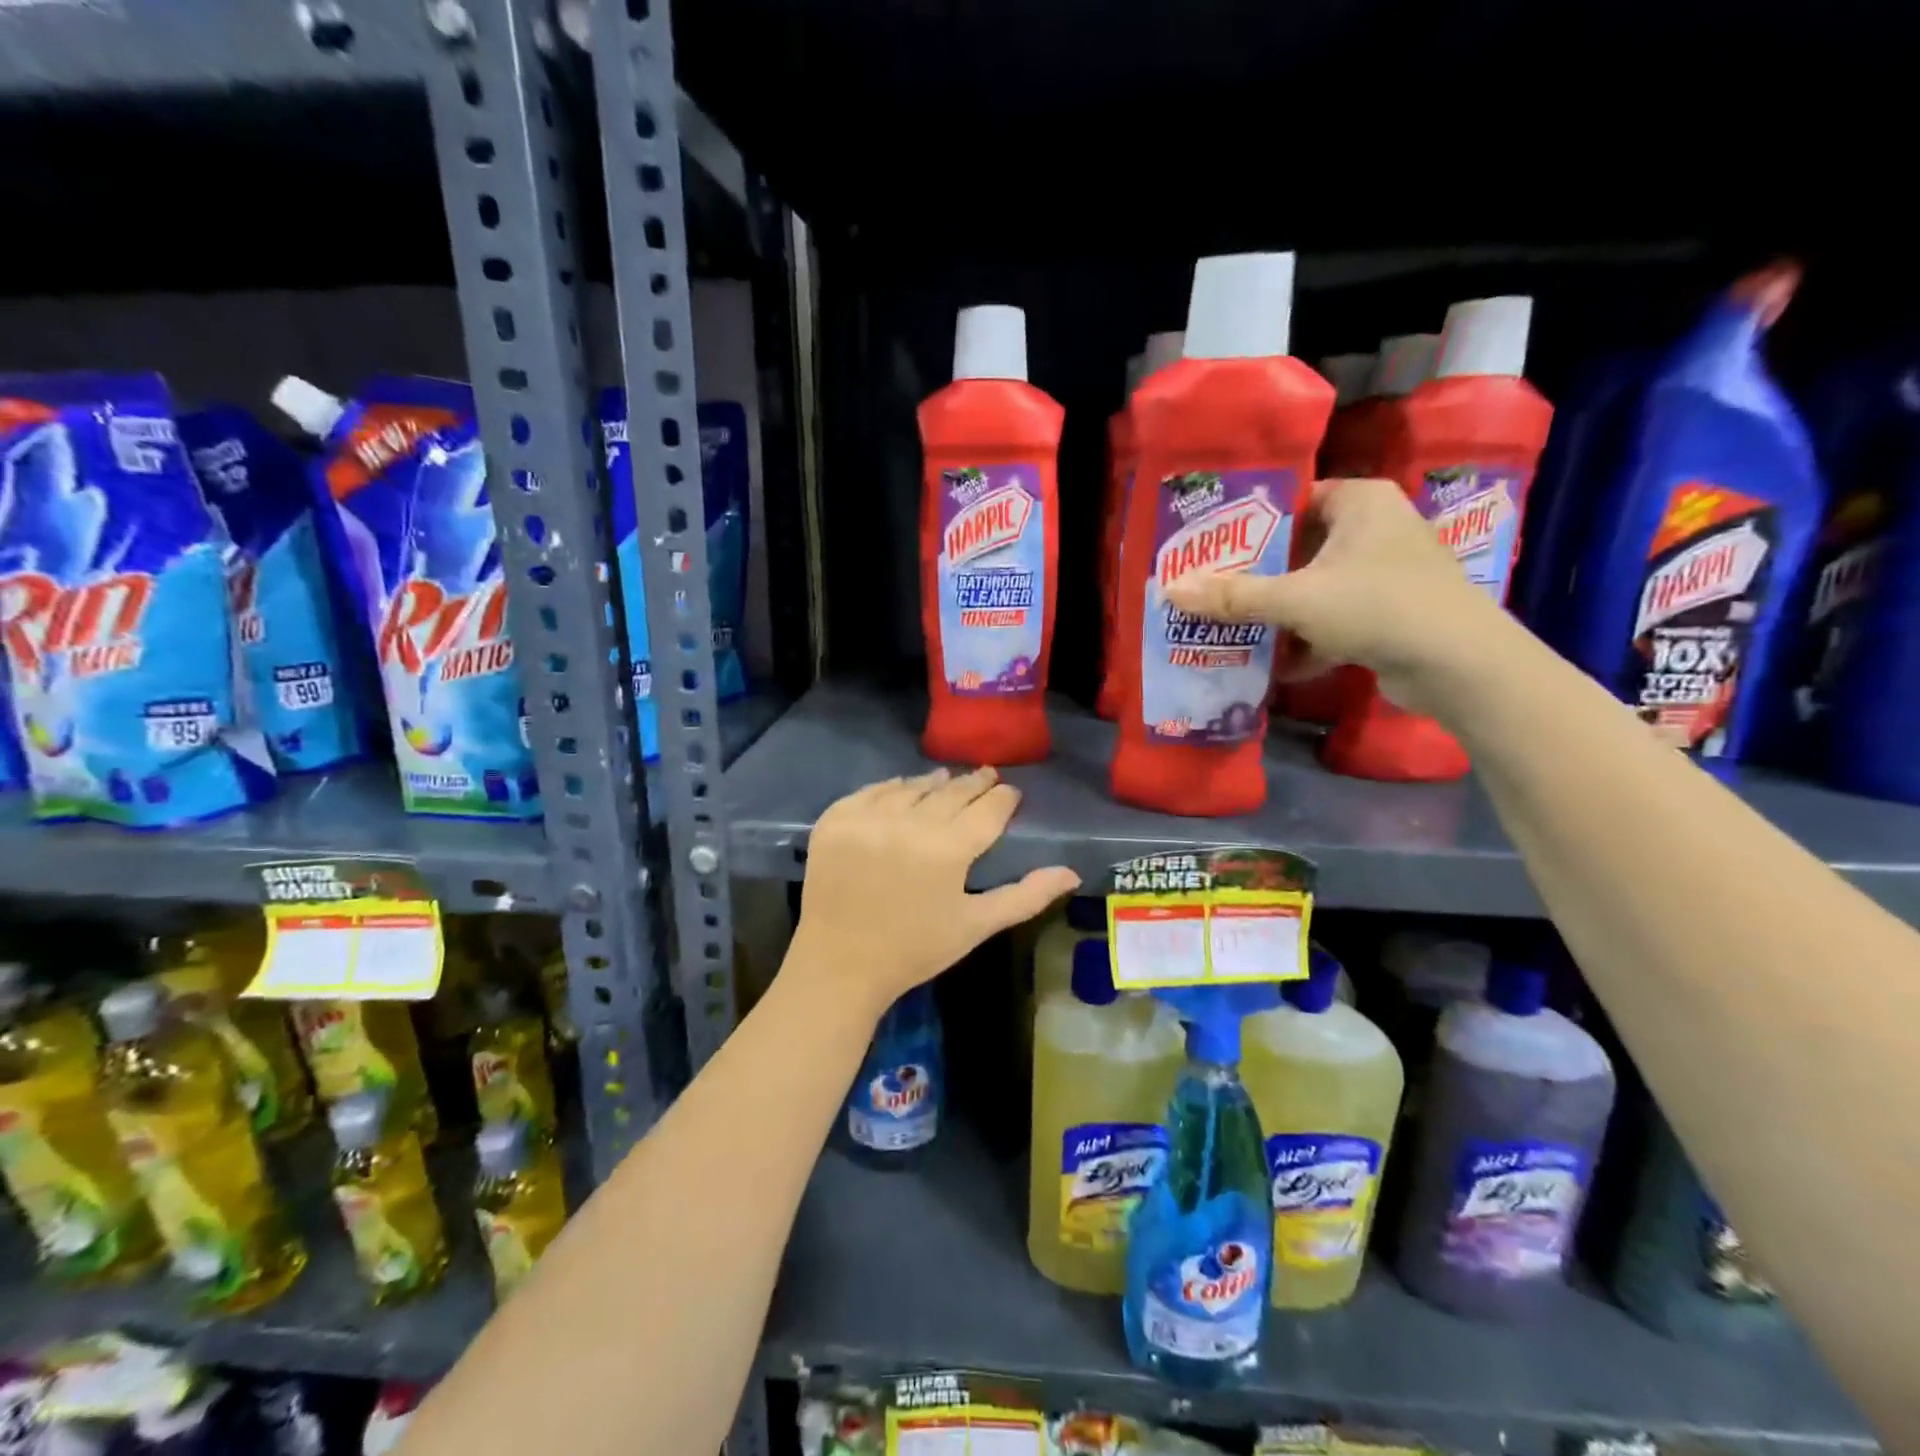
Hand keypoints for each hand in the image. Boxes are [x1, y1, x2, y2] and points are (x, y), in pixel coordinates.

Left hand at [791, 768, 1079, 1016]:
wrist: (839, 965)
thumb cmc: (915, 950)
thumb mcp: (976, 925)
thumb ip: (1026, 896)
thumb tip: (1071, 873)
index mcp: (949, 849)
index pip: (987, 809)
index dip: (1003, 798)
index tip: (1011, 792)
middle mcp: (909, 822)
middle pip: (951, 792)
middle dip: (973, 784)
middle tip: (986, 775)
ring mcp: (868, 817)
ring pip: (912, 787)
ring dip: (933, 783)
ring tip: (947, 779)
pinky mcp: (836, 819)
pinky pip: (871, 792)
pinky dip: (891, 789)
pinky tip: (902, 790)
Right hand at [1163, 477, 1508, 713]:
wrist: (1458, 664)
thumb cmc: (1377, 607)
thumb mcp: (1296, 599)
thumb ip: (1233, 596)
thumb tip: (1171, 590)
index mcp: (1361, 502)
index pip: (1293, 501)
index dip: (1250, 526)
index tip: (1211, 550)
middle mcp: (1377, 528)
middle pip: (1300, 549)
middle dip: (1258, 577)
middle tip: (1212, 591)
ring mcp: (1387, 573)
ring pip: (1316, 588)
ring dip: (1280, 613)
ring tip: (1232, 628)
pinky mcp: (1392, 613)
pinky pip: (1336, 619)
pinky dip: (1309, 640)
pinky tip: (1276, 665)